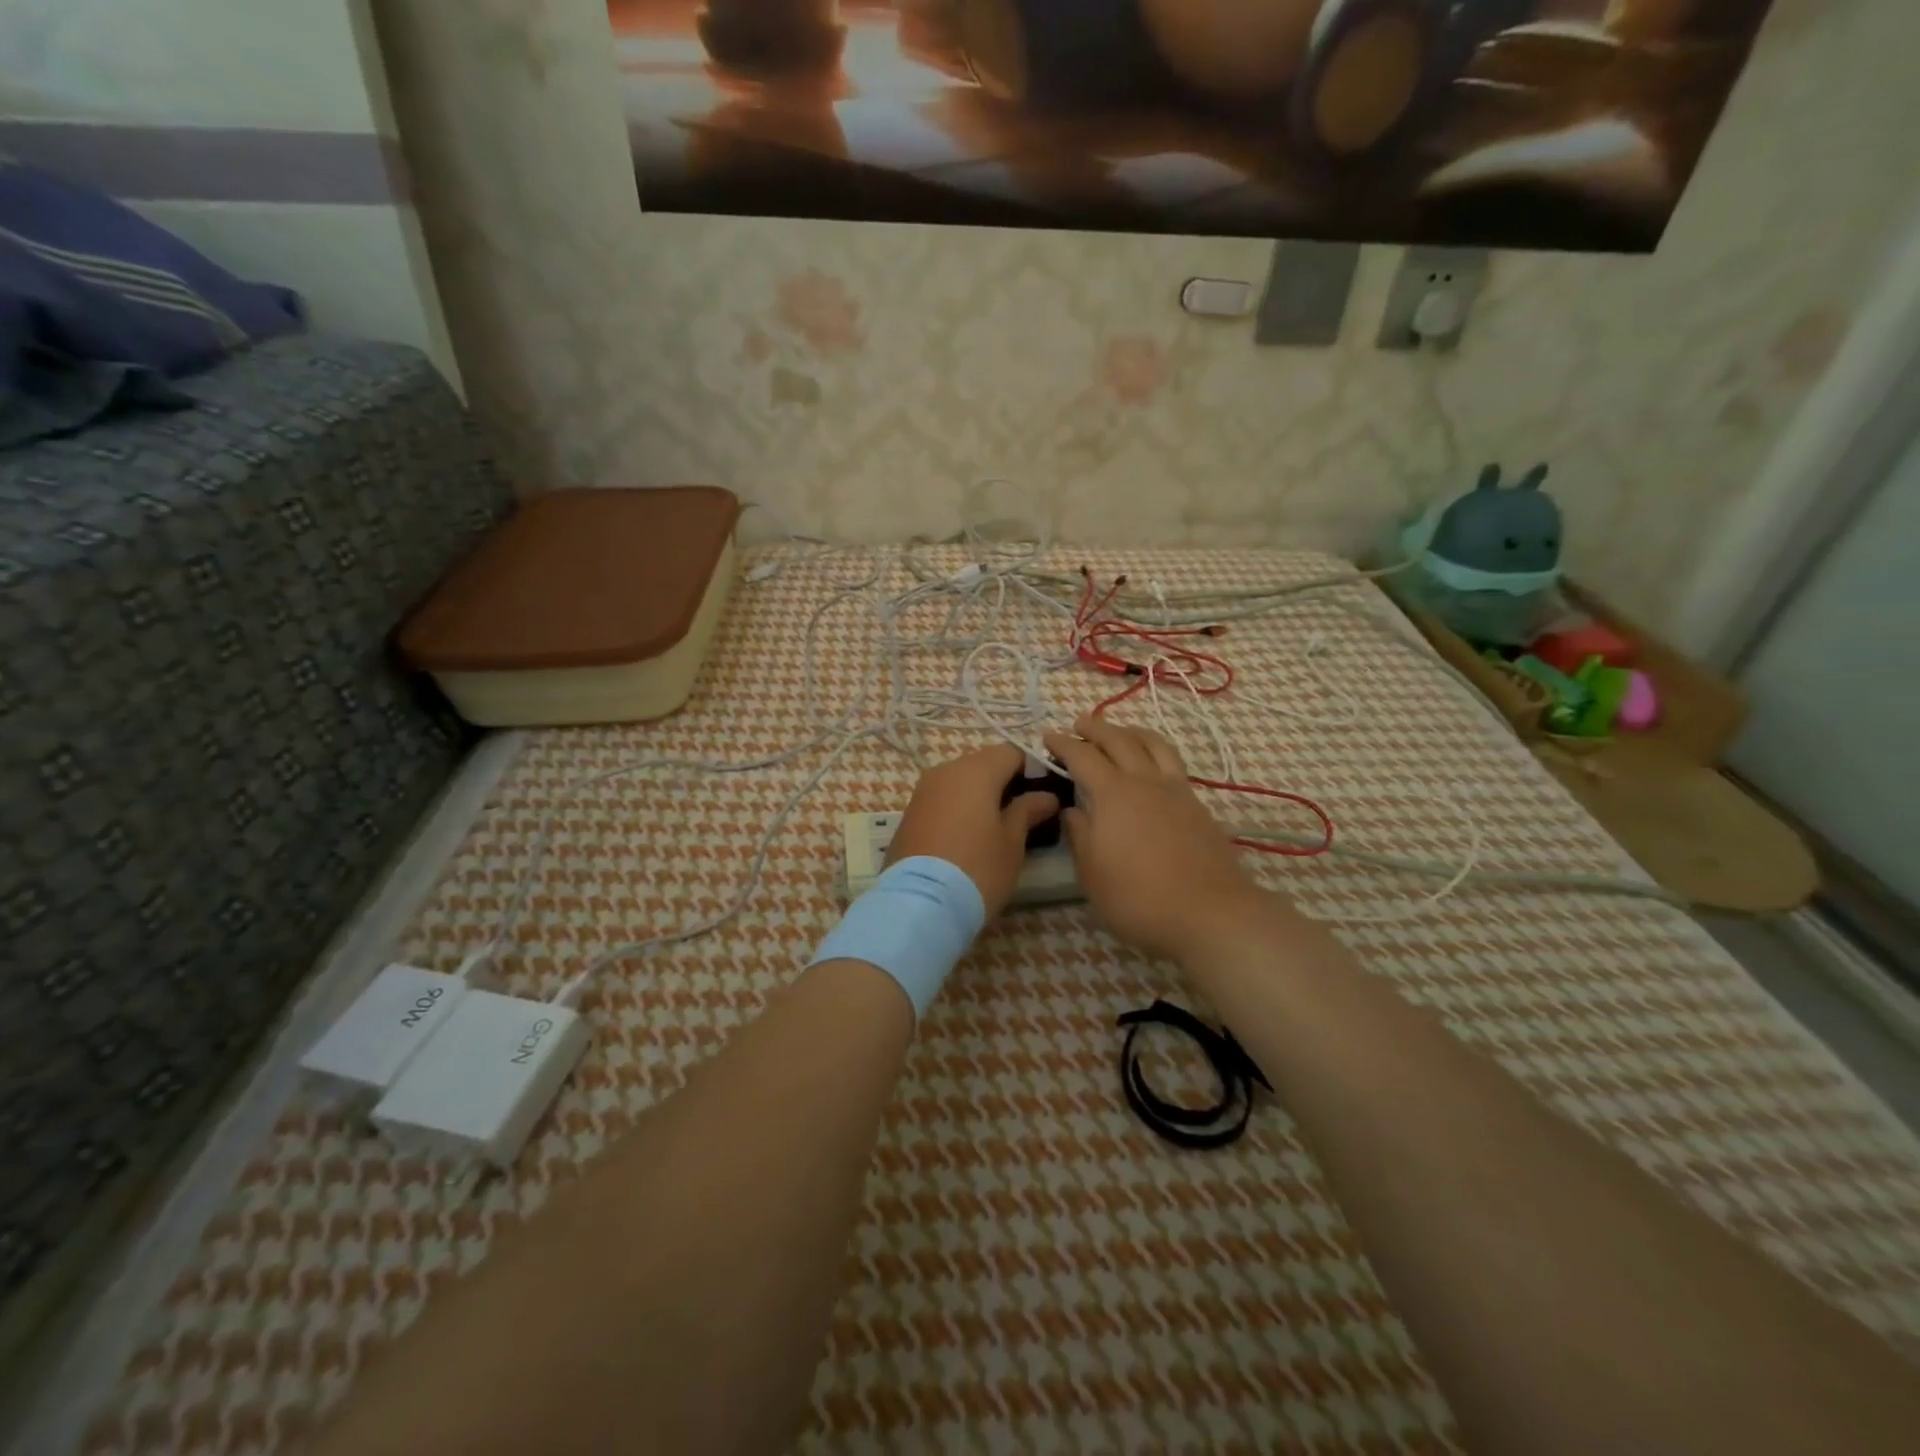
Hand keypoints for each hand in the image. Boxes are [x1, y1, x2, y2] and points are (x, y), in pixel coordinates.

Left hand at [886, 744, 1060, 917]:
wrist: (919, 904)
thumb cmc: (977, 868)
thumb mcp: (1012, 843)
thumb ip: (1028, 811)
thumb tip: (1045, 796)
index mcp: (975, 770)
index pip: (1012, 752)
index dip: (1033, 769)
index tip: (1045, 795)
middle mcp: (945, 771)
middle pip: (984, 764)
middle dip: (1006, 783)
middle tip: (1025, 814)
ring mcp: (923, 791)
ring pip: (961, 782)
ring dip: (980, 797)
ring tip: (997, 828)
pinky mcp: (909, 814)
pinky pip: (943, 800)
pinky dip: (959, 809)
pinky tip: (969, 837)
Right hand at [1044, 717, 1265, 962]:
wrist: (1210, 914)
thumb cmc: (1138, 898)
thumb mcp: (1092, 873)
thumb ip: (1079, 835)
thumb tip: (1072, 810)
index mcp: (1113, 794)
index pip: (1082, 756)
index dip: (1063, 744)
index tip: (1047, 737)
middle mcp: (1145, 781)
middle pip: (1119, 739)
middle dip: (1095, 728)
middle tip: (1079, 725)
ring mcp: (1176, 790)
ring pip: (1153, 744)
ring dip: (1131, 731)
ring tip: (1120, 732)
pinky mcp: (1198, 805)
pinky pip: (1173, 762)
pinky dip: (1155, 751)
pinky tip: (1152, 766)